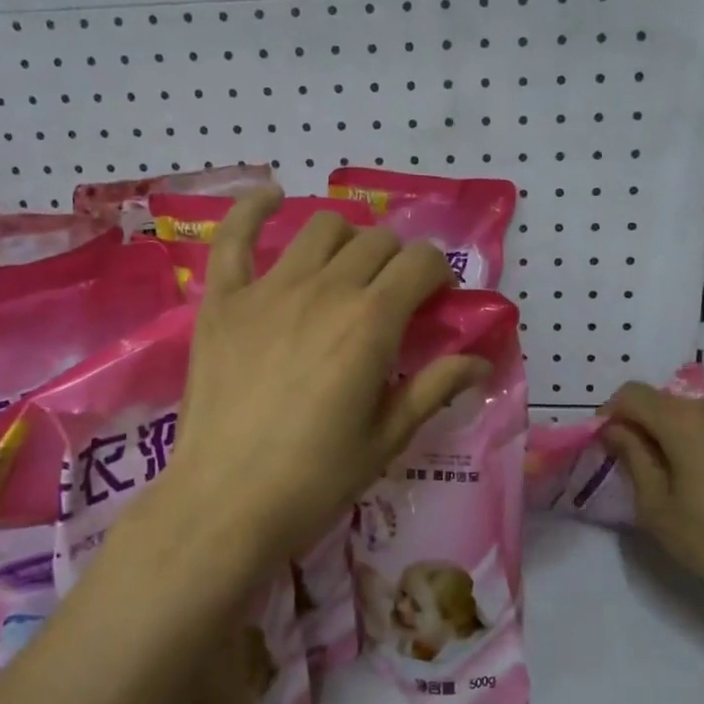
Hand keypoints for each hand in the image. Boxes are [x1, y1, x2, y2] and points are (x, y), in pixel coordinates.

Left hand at [159, 189, 487, 579]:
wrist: (225, 504)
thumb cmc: (315, 479)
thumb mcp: (387, 438)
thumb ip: (434, 388)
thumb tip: (481, 361)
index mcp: (372, 322)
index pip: (421, 263)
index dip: (437, 273)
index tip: (435, 298)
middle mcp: (325, 289)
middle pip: (376, 241)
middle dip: (397, 260)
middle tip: (392, 296)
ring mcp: (268, 289)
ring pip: (321, 229)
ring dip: (346, 240)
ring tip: (345, 270)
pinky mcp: (222, 301)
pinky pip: (234, 236)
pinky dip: (254, 209)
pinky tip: (273, 199)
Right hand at [600, 382, 703, 615]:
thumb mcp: (656, 506)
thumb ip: (632, 457)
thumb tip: (617, 430)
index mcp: (683, 420)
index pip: (631, 394)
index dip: (611, 414)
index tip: (607, 445)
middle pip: (667, 403)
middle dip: (646, 426)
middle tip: (642, 467)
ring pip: (701, 415)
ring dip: (682, 434)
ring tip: (685, 476)